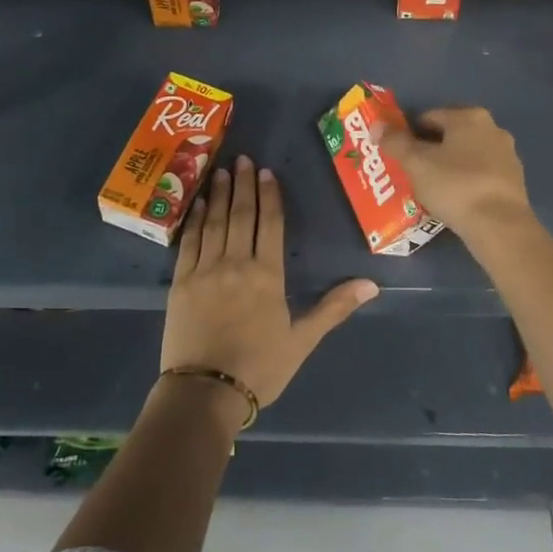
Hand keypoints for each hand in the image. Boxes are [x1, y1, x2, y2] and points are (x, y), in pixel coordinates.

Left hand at [161, 156, 377, 414]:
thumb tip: (372, 284)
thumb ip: (334, 308)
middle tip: (244, 159)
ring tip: (222, 171)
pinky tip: (198, 204)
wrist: (205, 392)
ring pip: (214, 222)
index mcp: (267, 275)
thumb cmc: (259, 368)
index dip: (271, 196)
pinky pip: (189, 242)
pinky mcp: (181, 282)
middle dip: (244, 185)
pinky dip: (194, 220)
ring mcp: (205, 270)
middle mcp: (236, 263)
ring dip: (219, 194)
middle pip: (242, 215)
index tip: (268, 173)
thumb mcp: (302, 340)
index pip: (271, 225)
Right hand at [377, 107, 533, 237]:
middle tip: (411, 172)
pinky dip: (466, 182)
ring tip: (431, 189)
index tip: (398, 154)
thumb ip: (394, 142)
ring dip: (449, 166)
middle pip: (450, 135)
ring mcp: (508, 155)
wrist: (499, 225)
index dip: (409, 134)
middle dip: (430, 150)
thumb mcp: (416, 163)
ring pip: (467, 155)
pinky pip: (481, 174)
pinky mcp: (515, 180)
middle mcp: (493, 129)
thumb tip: (377, 125)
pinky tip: (455, 200)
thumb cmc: (454, 186)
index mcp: (470, 117)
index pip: (429, 117)